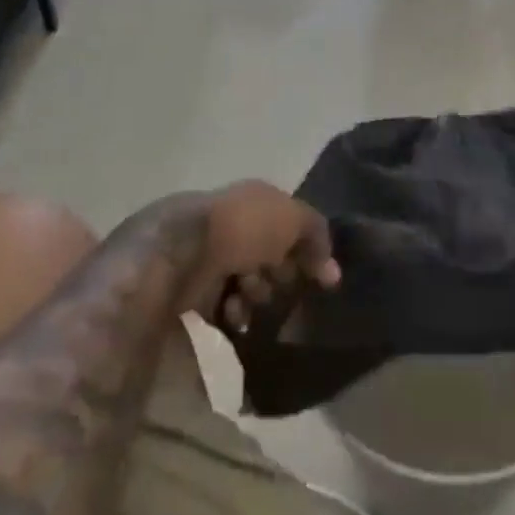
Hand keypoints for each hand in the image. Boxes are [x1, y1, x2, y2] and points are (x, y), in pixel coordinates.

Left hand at [182, 181, 339, 328]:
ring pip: (248, 281)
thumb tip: (331, 268)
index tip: (322, 278)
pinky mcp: (195, 286)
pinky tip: (234, 315)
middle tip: (280, 285)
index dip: (308, 249)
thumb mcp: (292, 219)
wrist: (183, 252)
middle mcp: (236, 223)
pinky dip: (233, 312)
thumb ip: (316, 235)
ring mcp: (213, 254)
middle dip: (280, 274)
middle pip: (270, 254)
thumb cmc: (244, 228)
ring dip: (257, 294)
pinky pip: (224, 304)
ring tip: (251, 299)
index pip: (291, 224)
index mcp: (257, 200)